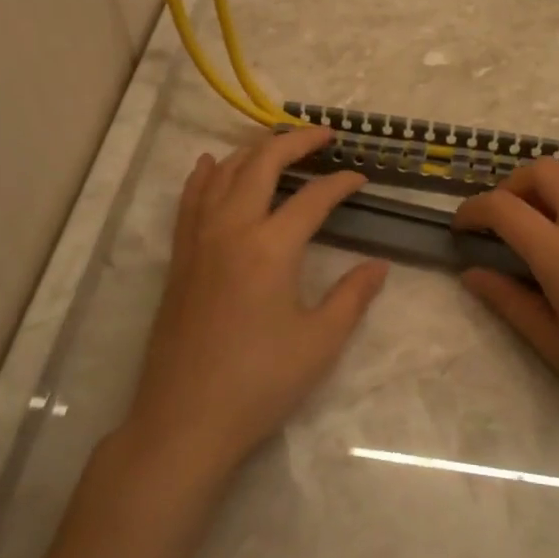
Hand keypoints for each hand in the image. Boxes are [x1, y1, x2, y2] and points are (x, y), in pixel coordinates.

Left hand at [122, 126, 388, 478]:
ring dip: (253, 151)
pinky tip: (212, 164)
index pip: (313, 198)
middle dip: (295, 142)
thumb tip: (378, 265)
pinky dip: (205, 175)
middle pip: (262, 164)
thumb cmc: (259, 383)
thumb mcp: (320, 342)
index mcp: (270, 247)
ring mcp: (199, 240)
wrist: (184, 421)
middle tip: (323, 136)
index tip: (361, 179)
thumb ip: (352, 296)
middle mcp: (231, 229)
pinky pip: (190, 200)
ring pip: (224, 174)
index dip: (341, 183)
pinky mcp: (180, 258)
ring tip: (278, 145)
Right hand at [454, 158, 558, 453]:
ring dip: (550, 184)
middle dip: (511, 186)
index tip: (462, 228)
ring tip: (544, 221)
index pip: (504, 207)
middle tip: (504, 221)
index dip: (472, 210)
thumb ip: (509, 302)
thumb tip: (471, 273)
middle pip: (543, 170)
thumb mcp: (556, 347)